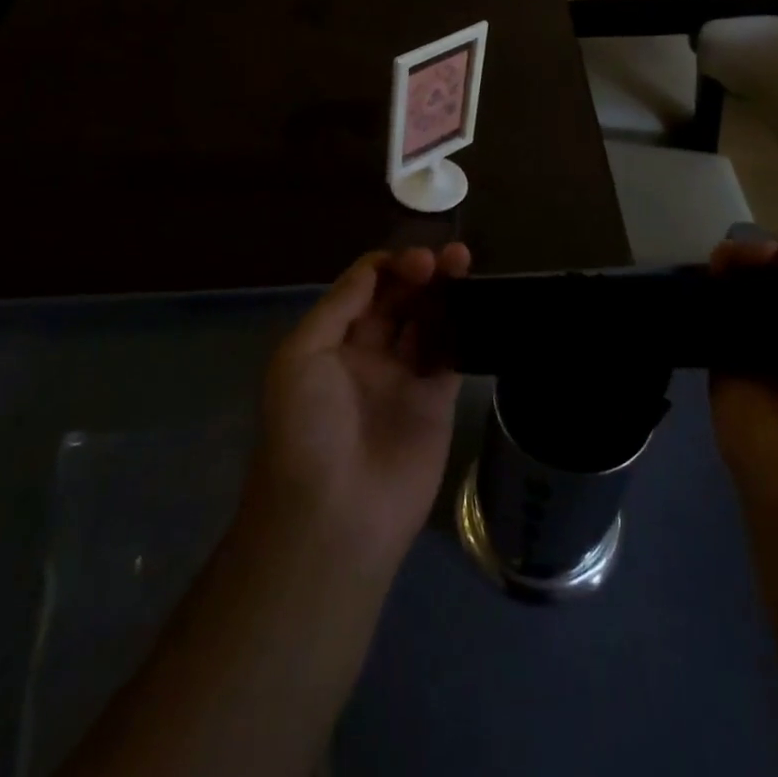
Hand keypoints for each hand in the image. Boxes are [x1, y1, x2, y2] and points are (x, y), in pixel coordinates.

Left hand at [246, 245, 468, 570]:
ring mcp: (404, 378)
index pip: (365, 288)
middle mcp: (368, 354)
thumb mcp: (299, 357)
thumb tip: (374, 267)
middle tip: (445, 259)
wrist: (333, 517)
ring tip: (465, 263)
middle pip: (399, 299)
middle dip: (419, 272)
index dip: (388, 267)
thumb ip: (339, 307)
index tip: (414, 260)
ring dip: (445, 291)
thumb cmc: (305, 430)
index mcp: (332, 341)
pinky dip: (464, 327)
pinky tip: (477, 303)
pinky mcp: (436, 402)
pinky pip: (451, 355)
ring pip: (429, 320)